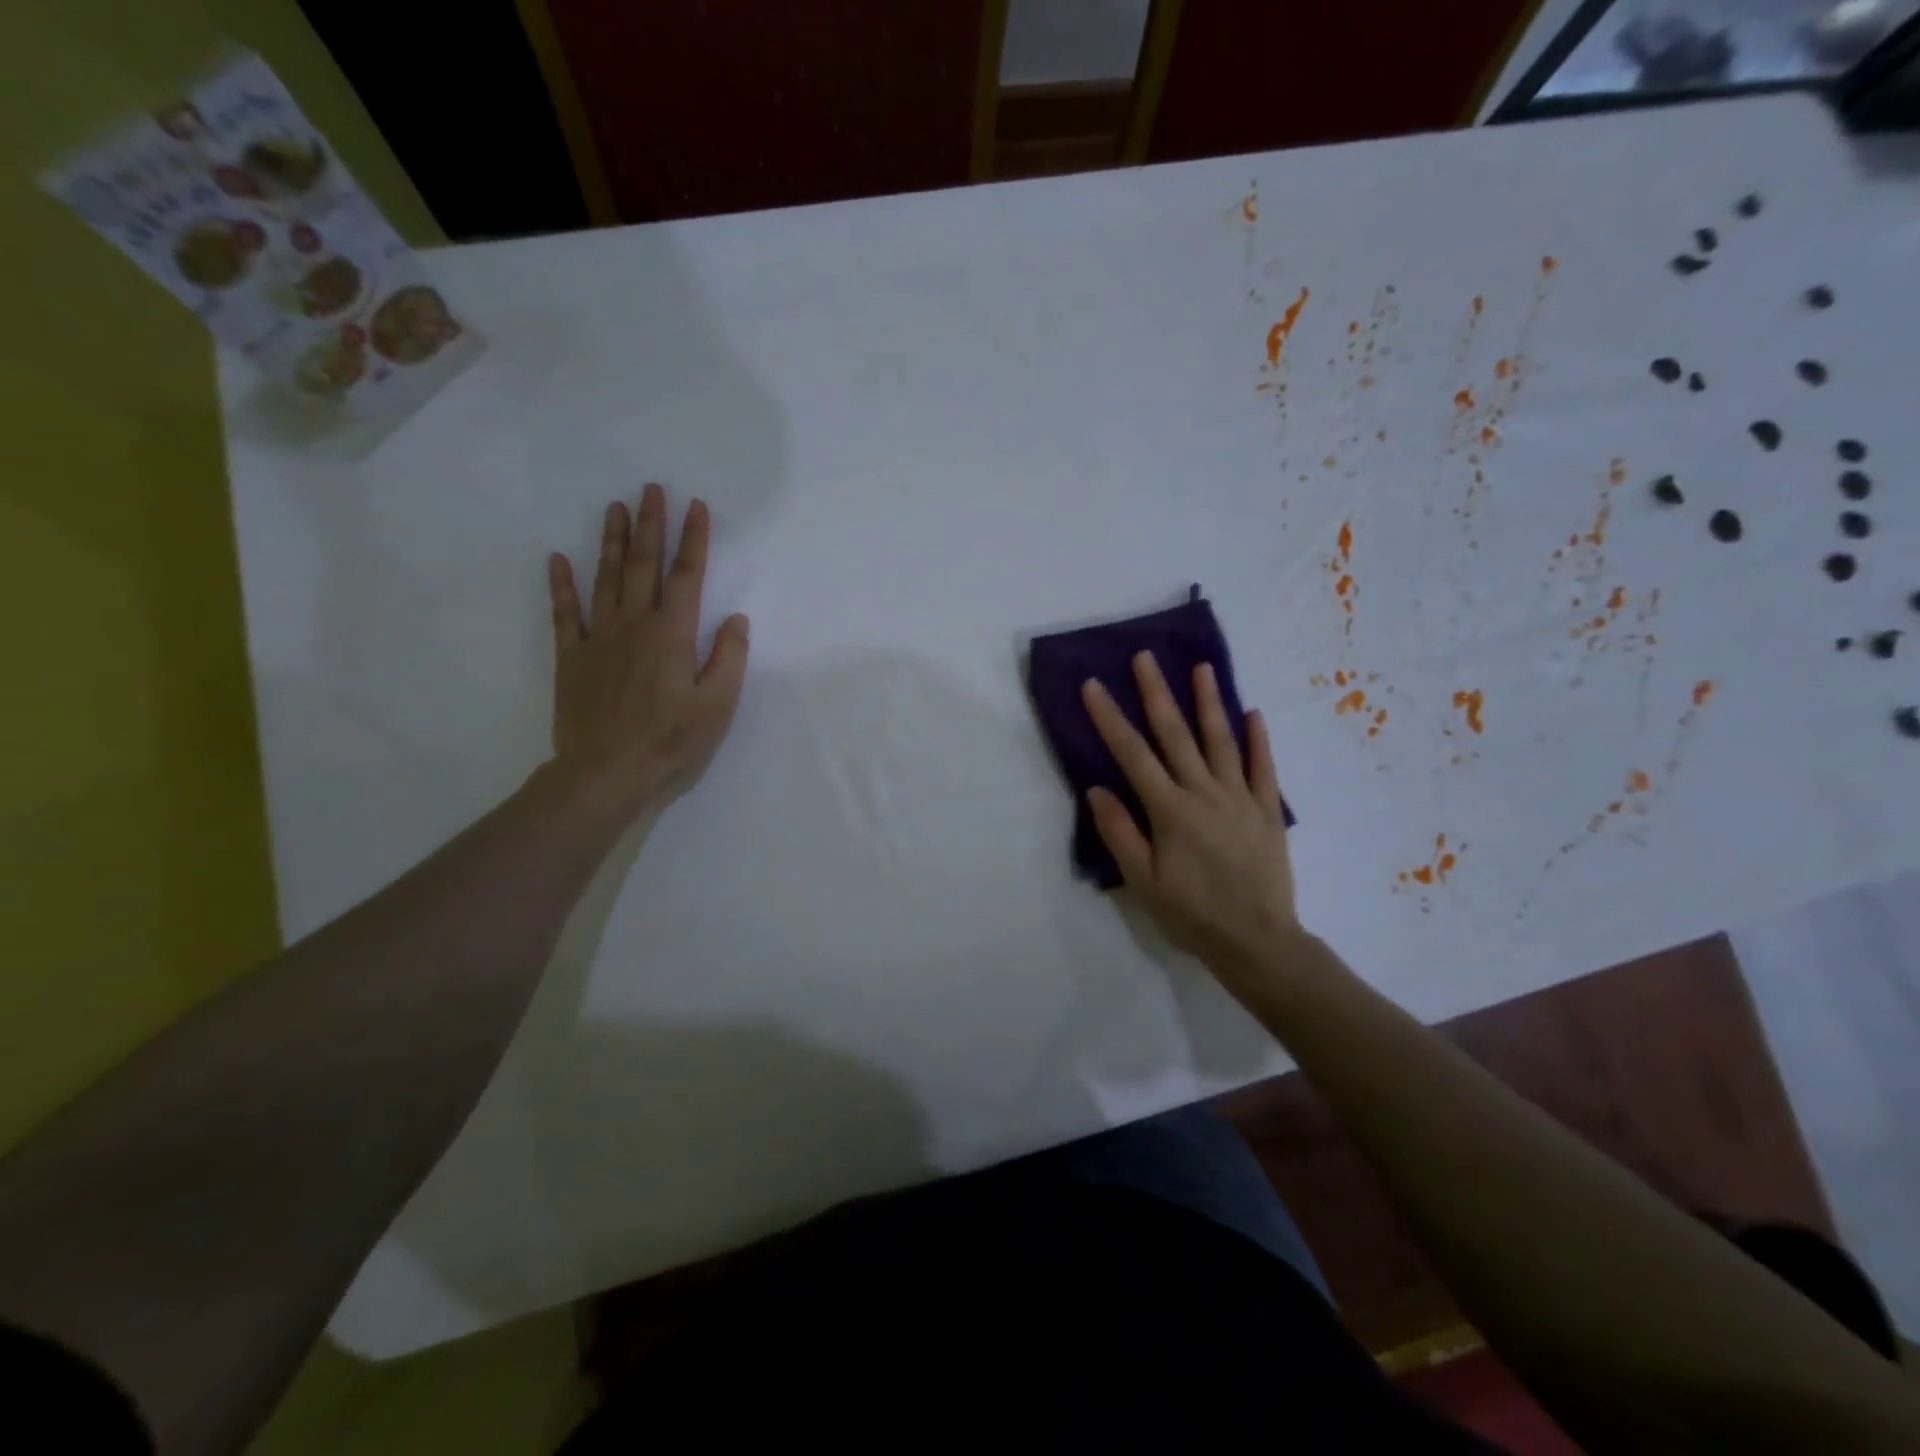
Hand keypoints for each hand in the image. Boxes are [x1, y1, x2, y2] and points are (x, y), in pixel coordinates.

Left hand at [547, 484, 749, 819]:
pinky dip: (561, 585)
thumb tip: (736, 619)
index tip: (696, 506)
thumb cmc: (671, 743)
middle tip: (651, 488)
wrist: (606, 774)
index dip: (694, 540)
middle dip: (650, 525)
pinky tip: (558, 559)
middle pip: (643, 566)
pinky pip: (565, 614)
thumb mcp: (718, 706)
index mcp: (673, 635)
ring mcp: (599, 639)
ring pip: (605, 580)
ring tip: (615, 508)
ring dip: (611, 542)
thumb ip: (729, 659)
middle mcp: (635, 626)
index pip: (687, 577)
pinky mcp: (572, 659)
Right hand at [1082, 653, 1301, 980]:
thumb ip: (1119, 833)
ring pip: (1221, 740)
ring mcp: (1240, 798)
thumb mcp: (1143, 882)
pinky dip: (1258, 739)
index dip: (1110, 718)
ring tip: (1202, 668)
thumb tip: (1097, 789)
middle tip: (1145, 657)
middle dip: (1157, 693)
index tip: (1093, 686)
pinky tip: (1253, 712)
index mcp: (1170, 810)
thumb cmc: (1192, 914)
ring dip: (1209, 702)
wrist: (1257, 941)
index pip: (1133, 755)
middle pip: (1176, 734)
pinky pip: (1263, 767)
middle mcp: (1204, 793)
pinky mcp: (1267, 810)